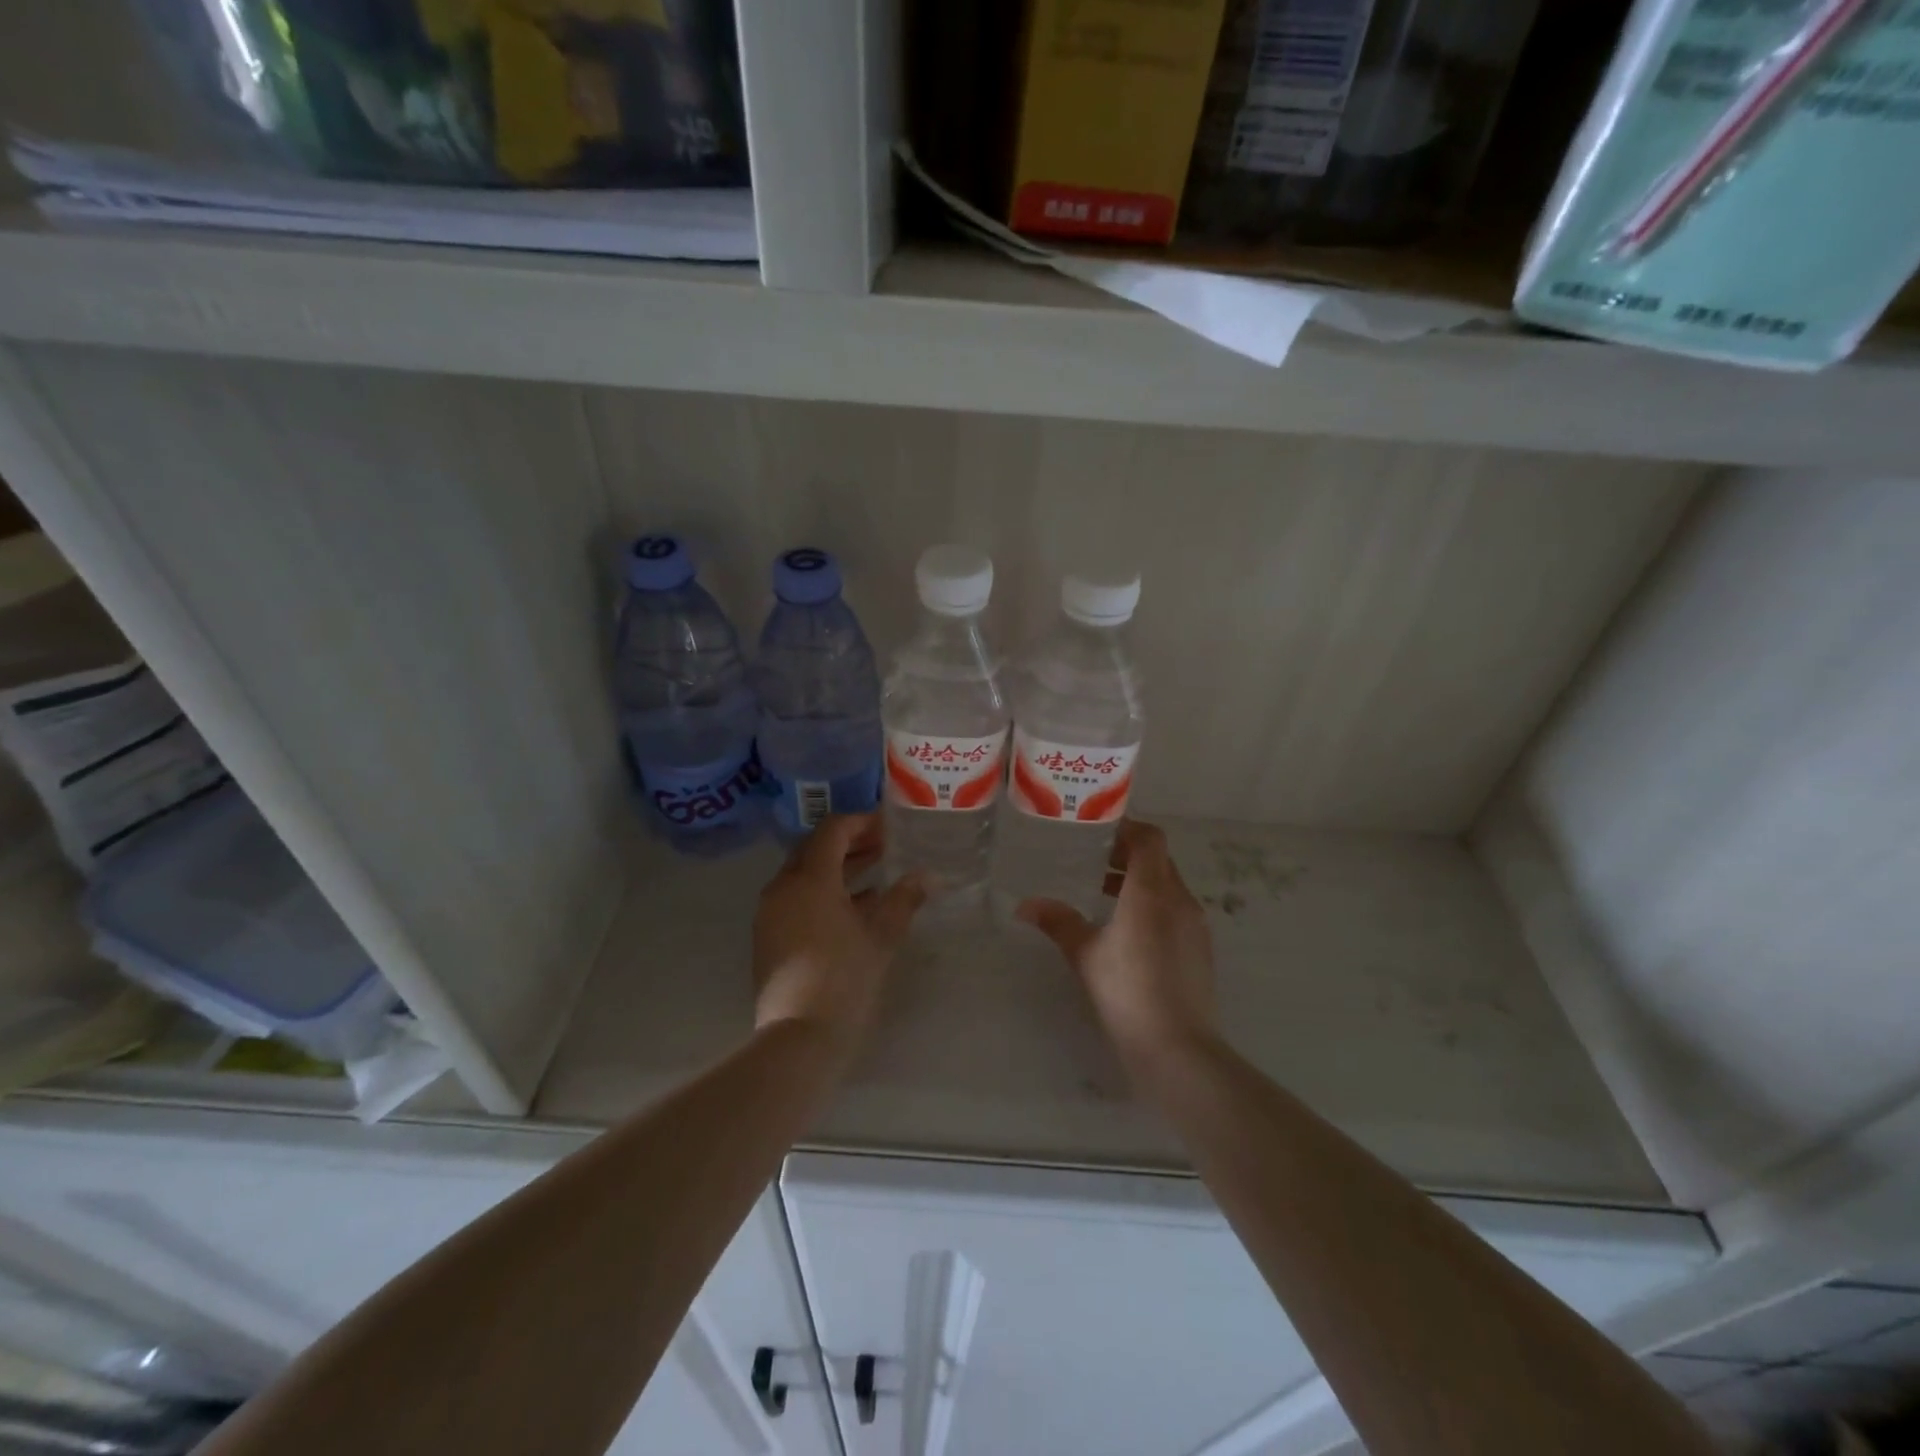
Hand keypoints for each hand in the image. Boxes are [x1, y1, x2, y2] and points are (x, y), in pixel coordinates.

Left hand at [753, 814, 926, 1061]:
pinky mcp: (768, 935)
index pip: (833, 830)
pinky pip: (796, 897)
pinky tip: (853, 906)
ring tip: (875, 872)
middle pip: (815, 848)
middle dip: (850, 843)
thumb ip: (903, 900)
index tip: (889, 827)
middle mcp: (783, 887)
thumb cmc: (845, 979)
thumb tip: (925, 876)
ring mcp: (770, 912)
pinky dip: (822, 891)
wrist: (799, 1036)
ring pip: (804, 873)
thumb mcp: (881, 937)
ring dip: (837, 867)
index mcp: (810, 879)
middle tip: (884, 846)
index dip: (862, 822)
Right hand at [1017, 819, 1215, 1071]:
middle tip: (1092, 860)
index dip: (1126, 828)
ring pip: (1168, 886)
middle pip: (1159, 860)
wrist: (1177, 1048)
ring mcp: (1195, 925)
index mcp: (1151, 891)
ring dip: (1140, 882)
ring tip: (1104, 894)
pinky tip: (1128, 932)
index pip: (1149, 838)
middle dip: (1128, 855)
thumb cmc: (1127, 991)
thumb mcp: (1084, 954)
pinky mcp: (1200, 948)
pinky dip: (1153, 906)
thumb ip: (1058, 922)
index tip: (1097, 833)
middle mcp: (1179, 899)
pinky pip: (1176, 910)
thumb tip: (1025, 905)